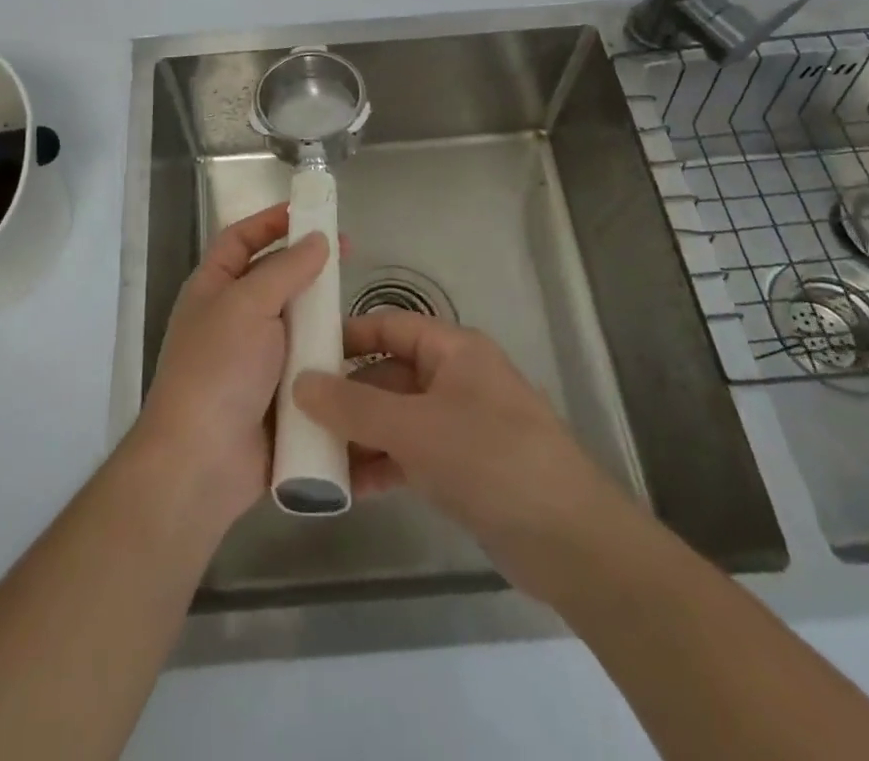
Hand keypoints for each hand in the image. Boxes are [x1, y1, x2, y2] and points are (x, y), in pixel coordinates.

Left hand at [134, 204, 326, 535]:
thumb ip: (285, 269)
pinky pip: (307, 366)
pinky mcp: (277, 396)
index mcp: (213, 289)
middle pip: (273, 279)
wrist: (202, 462)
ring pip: (295, 324)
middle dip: (308, 267)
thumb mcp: (248, 305)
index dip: (270, 221)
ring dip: (323, 314)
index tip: (309, 210)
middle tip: (349, 255)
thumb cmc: (218, 369)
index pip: (239, 239)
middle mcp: (232, 319)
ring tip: (358, 304)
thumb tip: (316, 238)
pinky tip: (360, 353)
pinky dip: (329, 358)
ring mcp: (254, 360)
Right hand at [295, 311, 636, 600]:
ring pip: (396, 418)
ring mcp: (460, 425)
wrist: (571, 542)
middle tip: (296, 414)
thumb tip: (300, 382)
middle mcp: (455, 378)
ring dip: (359, 435)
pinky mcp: (463, 468)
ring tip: (312, 457)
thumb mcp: (415, 428)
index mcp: (453, 350)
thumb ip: (354, 406)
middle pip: (388, 374)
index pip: (389, 326)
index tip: (301, 353)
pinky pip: (410, 454)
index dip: (347, 335)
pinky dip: (382, 466)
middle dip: (345, 395)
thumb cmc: (492, 459)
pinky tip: (347, 489)